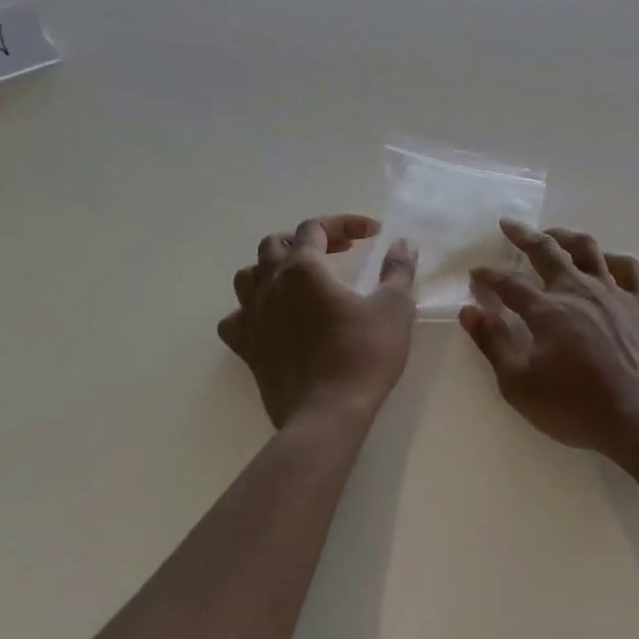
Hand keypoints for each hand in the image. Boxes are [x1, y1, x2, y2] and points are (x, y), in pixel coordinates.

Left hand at [218, 215, 418, 427]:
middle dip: (306, 240)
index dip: (344, 223)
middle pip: (274, 245)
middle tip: (338, 252)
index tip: (373, 234)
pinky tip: (272, 319)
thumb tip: (403, 244)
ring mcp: (253, 319)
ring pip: (248, 276)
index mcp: (303, 269)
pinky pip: (236, 318)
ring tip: (300, 279)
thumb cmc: (363, 355)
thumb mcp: (394, 307)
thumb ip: (398, 270)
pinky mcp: (247, 350)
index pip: (315, 228)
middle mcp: (271, 287)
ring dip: (273, 268)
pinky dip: (252, 310)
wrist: (328, 415)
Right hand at [460, 220, 638, 459]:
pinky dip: (612, 258)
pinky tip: (604, 261)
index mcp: (547, 309)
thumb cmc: (576, 406)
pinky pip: (627, 268)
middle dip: (524, 236)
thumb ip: (493, 343)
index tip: (476, 272)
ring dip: (566, 236)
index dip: (489, 276)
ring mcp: (612, 293)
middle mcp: (578, 290)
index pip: (509, 284)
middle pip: (547, 251)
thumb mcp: (519, 384)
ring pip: (588, 249)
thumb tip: (469, 311)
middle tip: (509, 224)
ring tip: (553, 234)